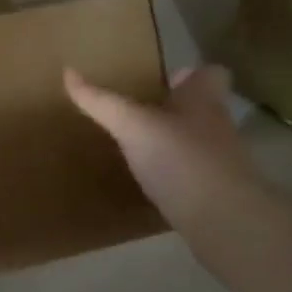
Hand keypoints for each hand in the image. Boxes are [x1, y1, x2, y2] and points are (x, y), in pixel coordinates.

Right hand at [65, 66, 252, 238]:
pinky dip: (176, 177)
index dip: (193, 73)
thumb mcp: (132, 125)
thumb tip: (68, 72)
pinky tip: (153, 185)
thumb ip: (102, 102)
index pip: (210, 74)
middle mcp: (217, 127)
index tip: (168, 79)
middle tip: (143, 113)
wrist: (223, 220)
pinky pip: (194, 177)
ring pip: (199, 142)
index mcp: (202, 101)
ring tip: (142, 149)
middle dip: (177, 109)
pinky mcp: (216, 195)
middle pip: (204, 108)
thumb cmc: (180, 158)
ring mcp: (221, 163)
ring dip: (175, 143)